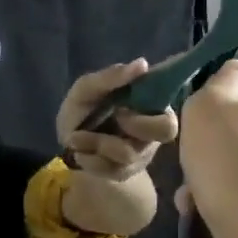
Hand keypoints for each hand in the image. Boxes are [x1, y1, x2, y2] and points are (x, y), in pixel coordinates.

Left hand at [56, 58, 178, 181]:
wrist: (67, 144)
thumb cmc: (83, 109)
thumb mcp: (87, 89)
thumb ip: (111, 76)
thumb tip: (142, 64)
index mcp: (151, 109)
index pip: (171, 115)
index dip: (150, 114)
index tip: (121, 107)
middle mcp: (153, 133)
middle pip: (165, 132)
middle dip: (134, 125)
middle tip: (113, 117)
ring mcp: (141, 155)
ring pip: (129, 152)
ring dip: (98, 142)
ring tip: (76, 137)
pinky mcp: (125, 173)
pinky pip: (112, 170)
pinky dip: (90, 159)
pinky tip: (80, 152)